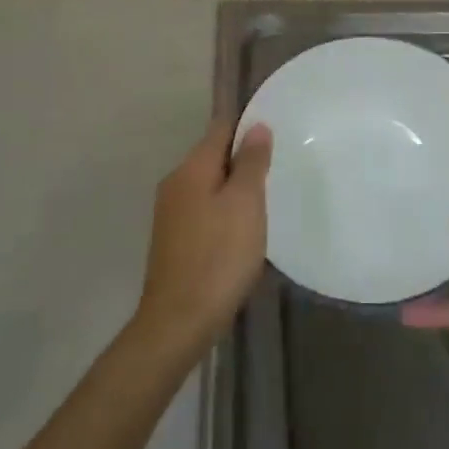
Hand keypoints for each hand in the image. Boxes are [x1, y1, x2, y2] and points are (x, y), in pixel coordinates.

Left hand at [134, 120, 272, 356]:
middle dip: (243, 159)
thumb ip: (251, 162)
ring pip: (209, 185)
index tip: (276, 132)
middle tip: (278, 169)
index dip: (248, 126)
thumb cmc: (219, 256)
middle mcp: (175, 183)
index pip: (221, 128)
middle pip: (214, 156)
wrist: (178, 322)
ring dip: (234, 188)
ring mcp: (170, 213)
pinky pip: (203, 210)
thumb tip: (256, 126)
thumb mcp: (245, 203)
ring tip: (265, 200)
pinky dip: (224, 211)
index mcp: (192, 168)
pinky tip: (242, 230)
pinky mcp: (173, 240)